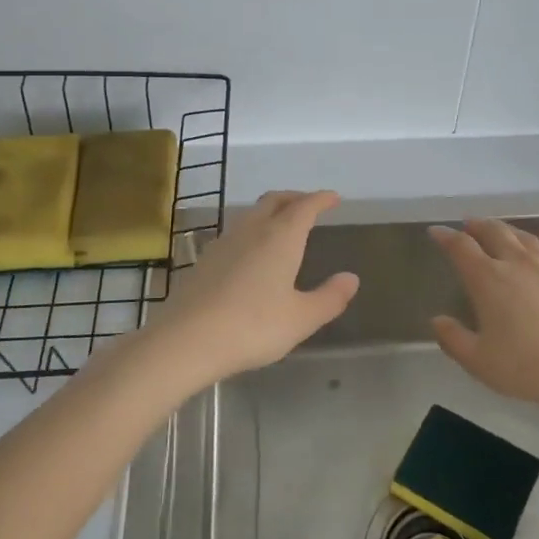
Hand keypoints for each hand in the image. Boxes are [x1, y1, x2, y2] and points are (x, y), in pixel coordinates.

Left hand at [147, 190, 358, 385]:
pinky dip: (252, 231)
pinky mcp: (204, 260)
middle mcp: (252, 230)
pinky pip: (235, 233)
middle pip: (274, 200)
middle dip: (294, 198)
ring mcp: (223, 243)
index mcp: (281, 237)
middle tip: (309, 205)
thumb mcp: (301, 318)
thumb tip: (351, 278)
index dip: (321, 199)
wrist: (186, 340)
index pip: (305, 206)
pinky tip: (251, 253)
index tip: (334, 198)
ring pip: (251, 214)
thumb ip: (329, 298)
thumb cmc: (253, 326)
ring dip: (270, 212)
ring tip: (282, 226)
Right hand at [428, 219, 538, 413]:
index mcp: (488, 280)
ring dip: (509, 229)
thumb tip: (438, 321)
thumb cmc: (526, 368)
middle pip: (494, 233)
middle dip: (477, 226)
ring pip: (526, 237)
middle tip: (468, 225)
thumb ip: (453, 339)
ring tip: (500, 228)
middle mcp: (518, 264)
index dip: (446, 237)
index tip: (436, 232)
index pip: (461, 248)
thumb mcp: (479, 361)